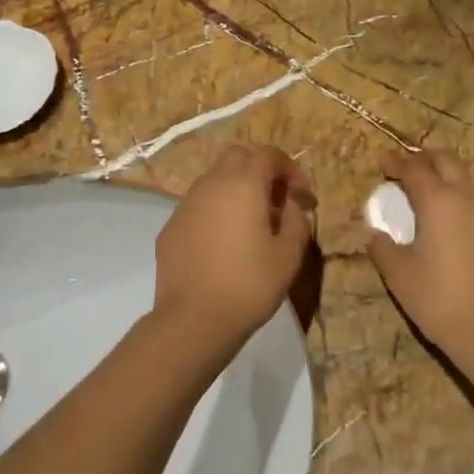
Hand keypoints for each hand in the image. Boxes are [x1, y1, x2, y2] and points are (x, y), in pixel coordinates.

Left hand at [152, 146, 316, 346]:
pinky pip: (198, 206)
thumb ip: (297, 221)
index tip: (302, 197)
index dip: (290, 169)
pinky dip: (216, 210)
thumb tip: (292, 206)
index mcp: (243, 185)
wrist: (194, 319)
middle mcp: (211, 185)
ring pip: (214, 180)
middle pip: (237, 157)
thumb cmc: (249, 284)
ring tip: (253, 222)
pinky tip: (225, 242)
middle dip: (261, 170)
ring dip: (237, 189)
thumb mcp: (289, 255)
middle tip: (278, 201)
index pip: (267, 154)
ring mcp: (186, 205)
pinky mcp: (170, 227)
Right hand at [366, 151, 473, 358]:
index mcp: (437, 200)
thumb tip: (373, 232)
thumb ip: (382, 246)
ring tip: (441, 181)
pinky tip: (467, 208)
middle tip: (410, 168)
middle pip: (447, 160)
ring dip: (454, 168)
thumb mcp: (398, 274)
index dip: (396, 163)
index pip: (414, 168)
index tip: (384, 164)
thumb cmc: (439, 298)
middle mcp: (468, 194)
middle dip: (425, 158)